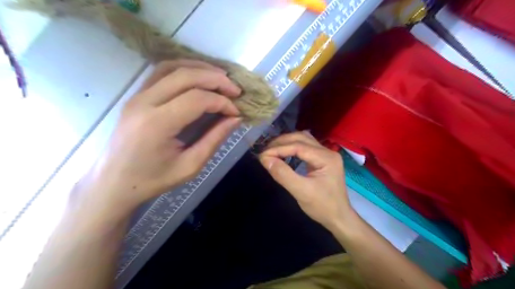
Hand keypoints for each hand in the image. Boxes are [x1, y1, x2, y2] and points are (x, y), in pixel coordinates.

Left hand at [75, 61, 241, 217]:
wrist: (114, 182)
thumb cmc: (153, 179)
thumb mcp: (190, 165)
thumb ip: (214, 139)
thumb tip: (235, 118)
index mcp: (157, 124)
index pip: (197, 99)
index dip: (222, 102)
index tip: (236, 112)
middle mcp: (145, 102)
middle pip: (186, 76)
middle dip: (216, 80)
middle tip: (236, 90)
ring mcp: (137, 95)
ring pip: (172, 67)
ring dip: (200, 69)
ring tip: (221, 78)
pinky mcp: (136, 95)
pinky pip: (162, 72)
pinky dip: (184, 69)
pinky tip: (199, 77)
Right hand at [260, 132, 356, 229]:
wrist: (339, 218)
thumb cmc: (322, 207)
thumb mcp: (301, 192)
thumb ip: (283, 174)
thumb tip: (266, 159)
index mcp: (326, 158)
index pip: (299, 146)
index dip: (279, 148)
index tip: (262, 155)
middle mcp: (327, 151)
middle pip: (301, 138)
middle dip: (281, 142)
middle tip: (265, 151)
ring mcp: (326, 154)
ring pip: (303, 140)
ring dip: (286, 142)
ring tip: (271, 150)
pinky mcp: (322, 159)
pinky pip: (305, 147)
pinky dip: (291, 147)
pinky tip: (283, 152)